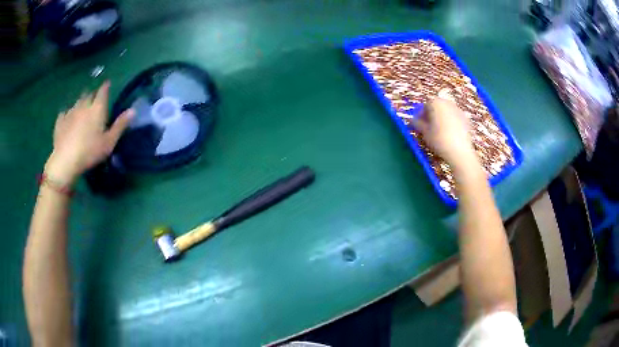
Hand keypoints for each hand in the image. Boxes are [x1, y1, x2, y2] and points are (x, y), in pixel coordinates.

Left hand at [45, 81, 133, 183]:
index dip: (106, 86)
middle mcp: (84, 105)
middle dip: (92, 95)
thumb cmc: (90, 152)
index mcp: (97, 108)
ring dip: (80, 103)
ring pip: (77, 102)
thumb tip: (133, 110)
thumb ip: (120, 125)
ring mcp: (70, 112)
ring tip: (81, 109)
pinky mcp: (60, 121)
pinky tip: (67, 118)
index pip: (103, 91)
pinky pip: (64, 112)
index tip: (107, 84)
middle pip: (89, 94)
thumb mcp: (109, 142)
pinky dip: (67, 113)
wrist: (66, 161)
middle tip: (94, 101)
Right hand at [412, 92, 476, 169]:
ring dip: (442, 119)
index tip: (420, 126)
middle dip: (432, 116)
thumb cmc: (439, 140)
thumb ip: (417, 124)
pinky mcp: (466, 119)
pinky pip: (455, 119)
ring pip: (447, 113)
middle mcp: (448, 103)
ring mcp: (459, 110)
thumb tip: (413, 121)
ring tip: (439, 133)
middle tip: (429, 128)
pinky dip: (451, 124)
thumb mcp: (424, 132)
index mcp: (436, 102)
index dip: (421, 116)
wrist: (460, 152)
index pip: (425, 106)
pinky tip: (449, 135)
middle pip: (437, 107)